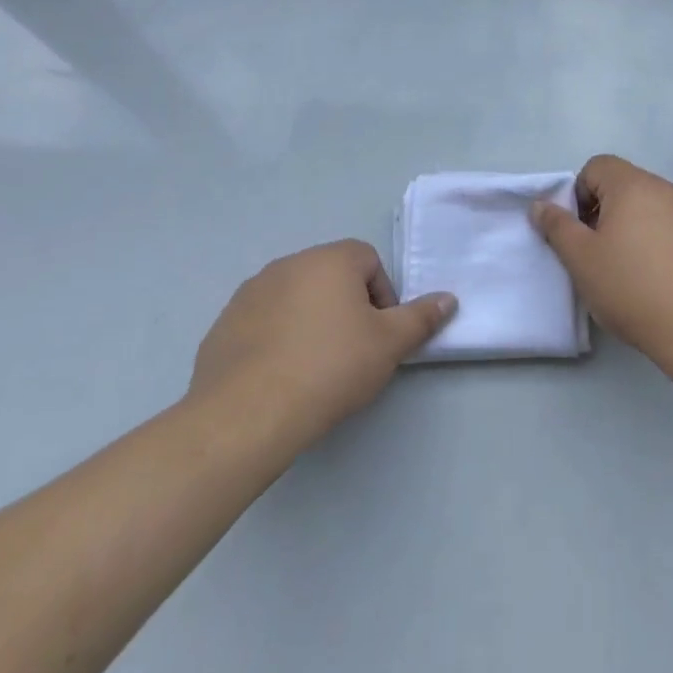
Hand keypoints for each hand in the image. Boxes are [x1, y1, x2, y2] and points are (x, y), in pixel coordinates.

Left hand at [187, 240, 455, 445]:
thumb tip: (448, 298)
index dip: (382, 296)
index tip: (380, 335)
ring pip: (295, 299)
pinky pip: (262, 323)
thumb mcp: (389, 345)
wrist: (247, 414)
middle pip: (331, 277)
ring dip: (309, 322)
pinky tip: (279, 377)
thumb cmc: (329, 368)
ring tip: (314, 369)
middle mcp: (289, 263)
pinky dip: (275, 340)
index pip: (368, 260)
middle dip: (346, 308)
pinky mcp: (224, 324)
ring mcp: (251, 292)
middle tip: (352, 353)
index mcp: (331, 259)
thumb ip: (420, 318)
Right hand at [529, 155, 672, 362]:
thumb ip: (557, 227)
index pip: (597, 166)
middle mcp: (665, 189)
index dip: (579, 194)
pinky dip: (659, 245)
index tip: (579, 232)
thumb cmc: (633, 288)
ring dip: (631, 229)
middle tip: (597, 255)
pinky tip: (659, 282)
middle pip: (623, 186)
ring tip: (628, 272)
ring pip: (649, 209)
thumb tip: (541, 205)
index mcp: (632, 185)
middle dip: (603, 213)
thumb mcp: (581, 260)